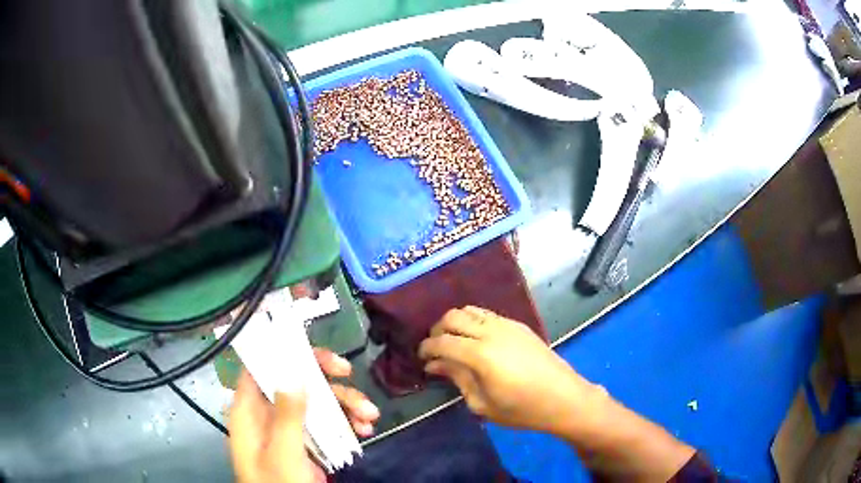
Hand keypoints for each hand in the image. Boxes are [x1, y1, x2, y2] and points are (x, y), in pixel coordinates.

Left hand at [228, 349, 378, 482]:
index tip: (315, 354)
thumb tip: (293, 373)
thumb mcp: (283, 453)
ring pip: (316, 401)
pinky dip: (347, 423)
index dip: (284, 354)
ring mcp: (289, 428)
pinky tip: (364, 430)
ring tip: (369, 417)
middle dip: (326, 379)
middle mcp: (268, 414)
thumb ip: (287, 415)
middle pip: (294, 381)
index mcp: (250, 411)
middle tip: (350, 375)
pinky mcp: (307, 442)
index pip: (261, 368)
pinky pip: (327, 423)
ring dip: (345, 404)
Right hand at [418, 306, 606, 435]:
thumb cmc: (521, 409)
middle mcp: (491, 332)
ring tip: (454, 342)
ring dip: (455, 322)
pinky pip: (488, 314)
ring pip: (470, 310)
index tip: (421, 357)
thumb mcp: (482, 404)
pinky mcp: (519, 325)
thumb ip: (457, 379)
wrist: (563, 398)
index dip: (426, 348)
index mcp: (480, 355)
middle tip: (435, 349)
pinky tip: (476, 340)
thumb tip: (435, 365)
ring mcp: (507, 325)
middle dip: (437, 330)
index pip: (442, 342)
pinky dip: (474, 321)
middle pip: (453, 317)